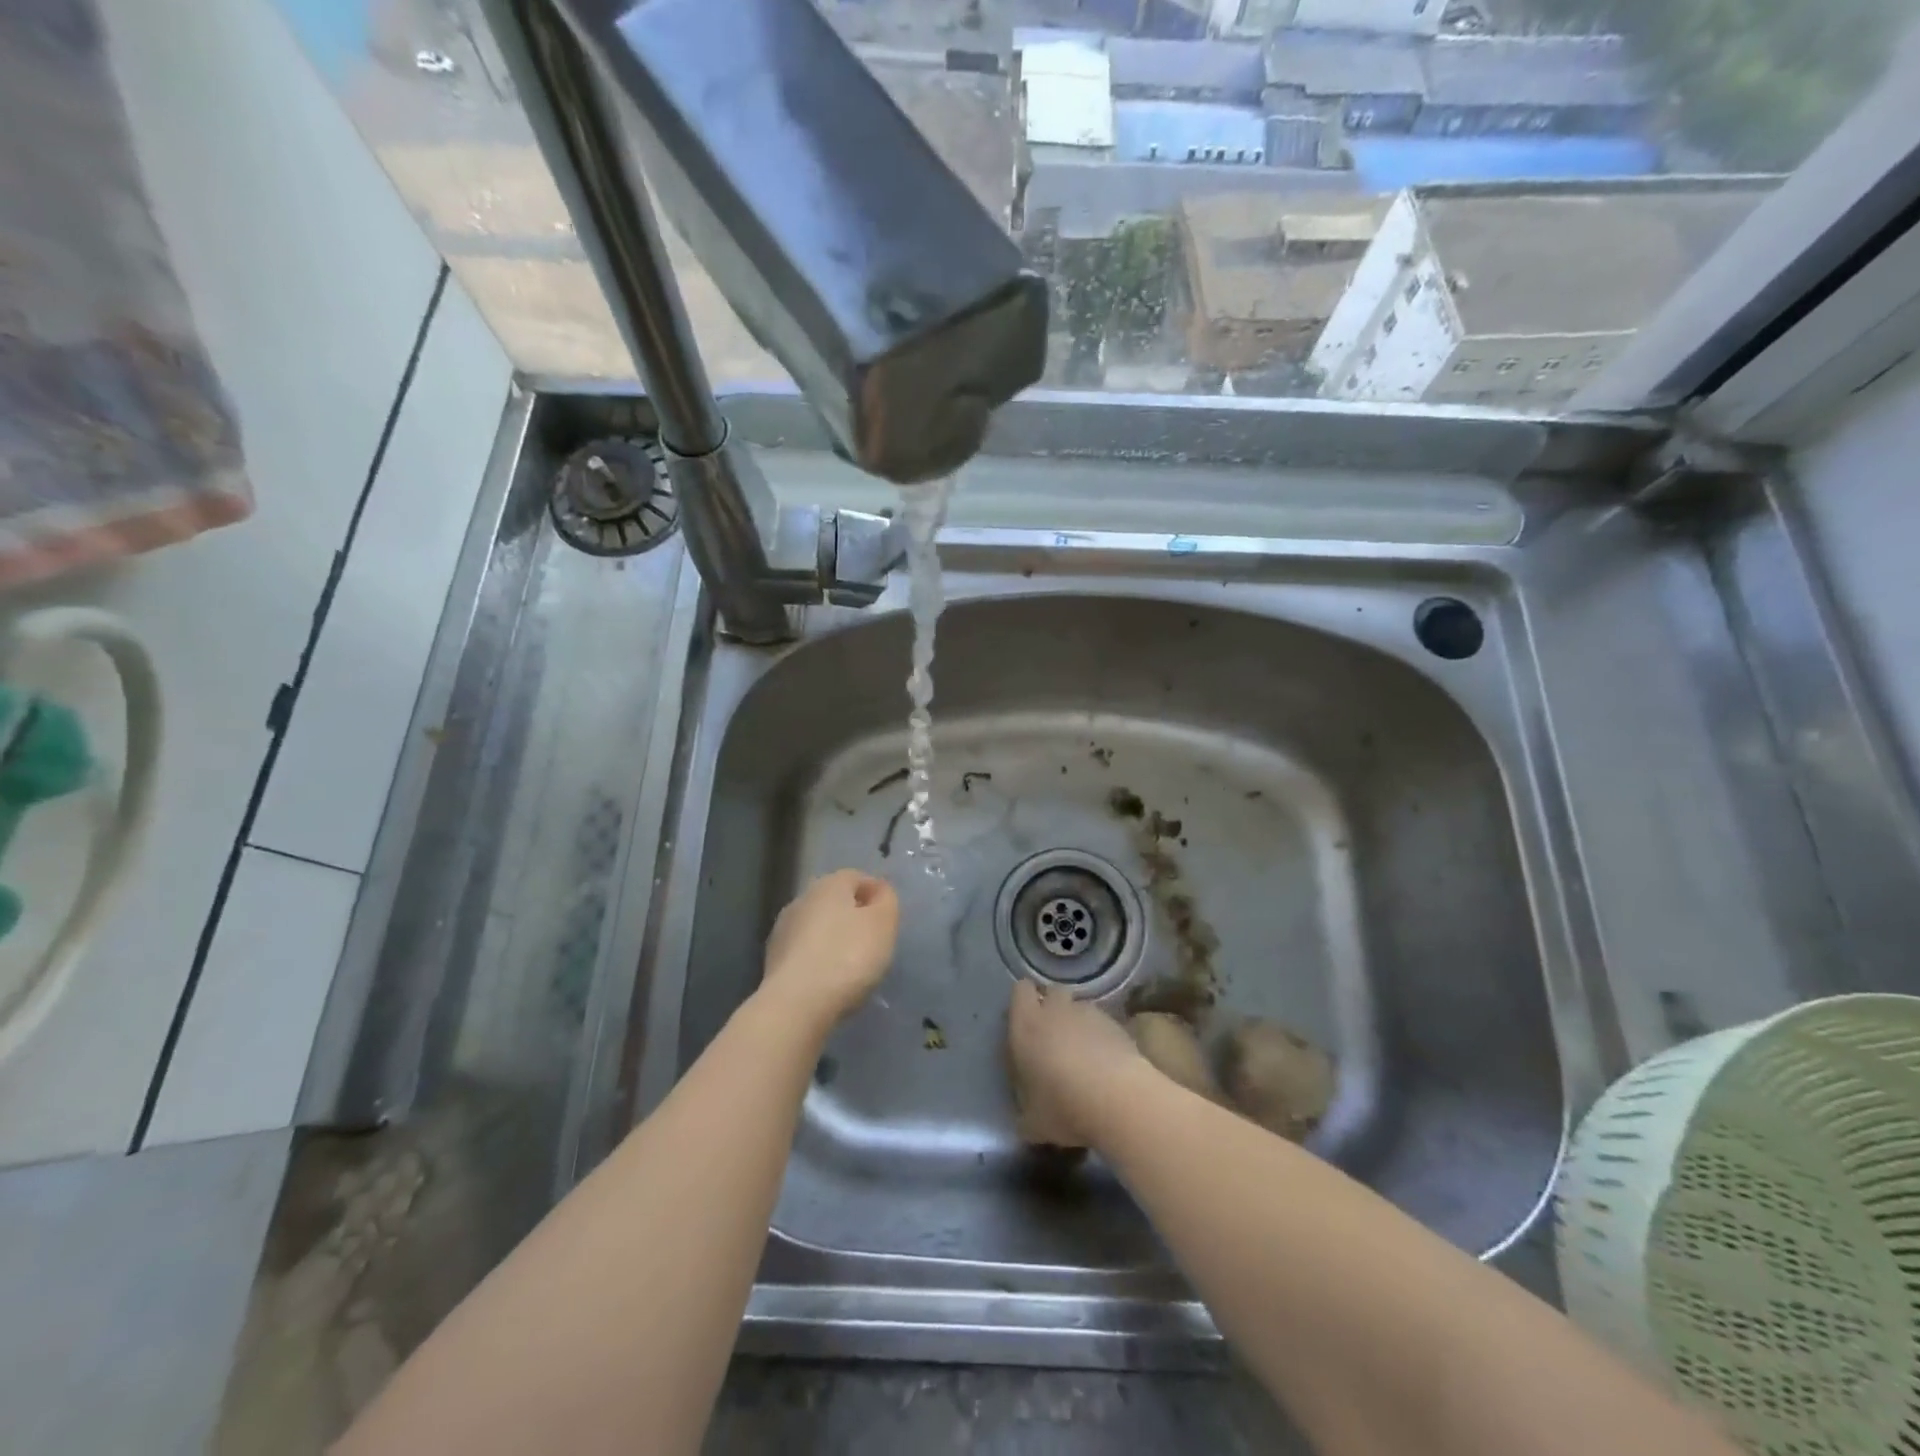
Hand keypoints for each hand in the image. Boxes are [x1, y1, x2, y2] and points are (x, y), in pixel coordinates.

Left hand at [760, 870, 899, 1031]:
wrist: (796, 1004)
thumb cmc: (848, 956)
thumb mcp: (883, 924)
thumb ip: (887, 900)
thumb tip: (879, 890)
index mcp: (829, 884)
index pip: (857, 877)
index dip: (876, 895)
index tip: (888, 920)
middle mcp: (802, 899)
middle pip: (835, 901)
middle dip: (854, 917)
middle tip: (873, 942)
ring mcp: (783, 930)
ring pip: (818, 927)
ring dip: (834, 939)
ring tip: (852, 965)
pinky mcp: (773, 960)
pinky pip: (805, 952)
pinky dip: (818, 960)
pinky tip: (829, 980)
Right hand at [1006, 980, 1142, 1147]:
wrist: (1119, 1100)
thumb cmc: (1064, 1107)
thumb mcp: (1032, 1123)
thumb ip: (1024, 1113)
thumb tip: (1024, 1120)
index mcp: (1026, 1026)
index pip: (1020, 990)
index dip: (1023, 1002)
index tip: (1024, 1022)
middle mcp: (1056, 1010)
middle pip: (1052, 992)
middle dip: (1052, 1008)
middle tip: (1052, 1037)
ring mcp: (1089, 1013)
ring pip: (1079, 1007)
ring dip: (1077, 1022)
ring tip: (1082, 1053)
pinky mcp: (1116, 1023)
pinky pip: (1102, 1022)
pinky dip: (1101, 1035)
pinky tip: (1105, 1061)